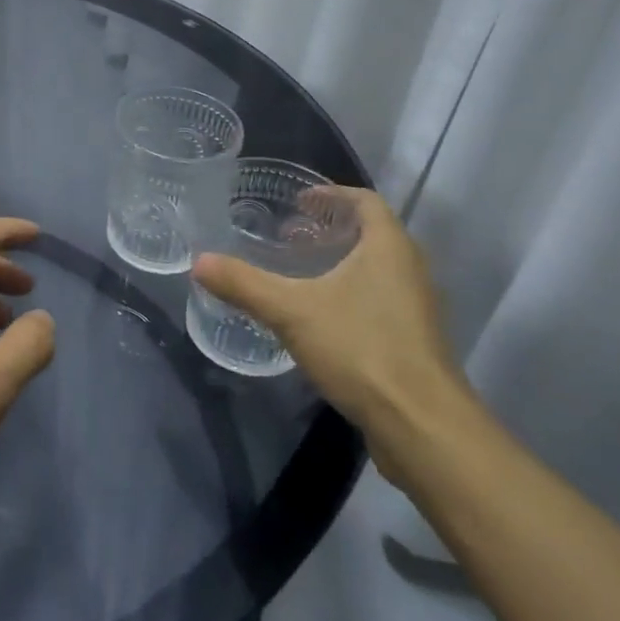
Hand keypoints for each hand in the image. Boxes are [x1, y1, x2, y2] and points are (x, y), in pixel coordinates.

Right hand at [192, 187, 470, 479]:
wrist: (420, 425)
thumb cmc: (360, 349)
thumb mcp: (291, 312)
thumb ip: (244, 284)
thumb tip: (199, 262)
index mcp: (389, 248)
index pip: (366, 201)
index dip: (332, 194)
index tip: (299, 201)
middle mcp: (410, 270)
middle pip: (373, 233)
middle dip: (332, 228)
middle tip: (291, 235)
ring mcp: (416, 308)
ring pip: (378, 269)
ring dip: (343, 262)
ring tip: (302, 272)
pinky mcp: (413, 341)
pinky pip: (380, 300)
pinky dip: (351, 293)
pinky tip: (320, 316)